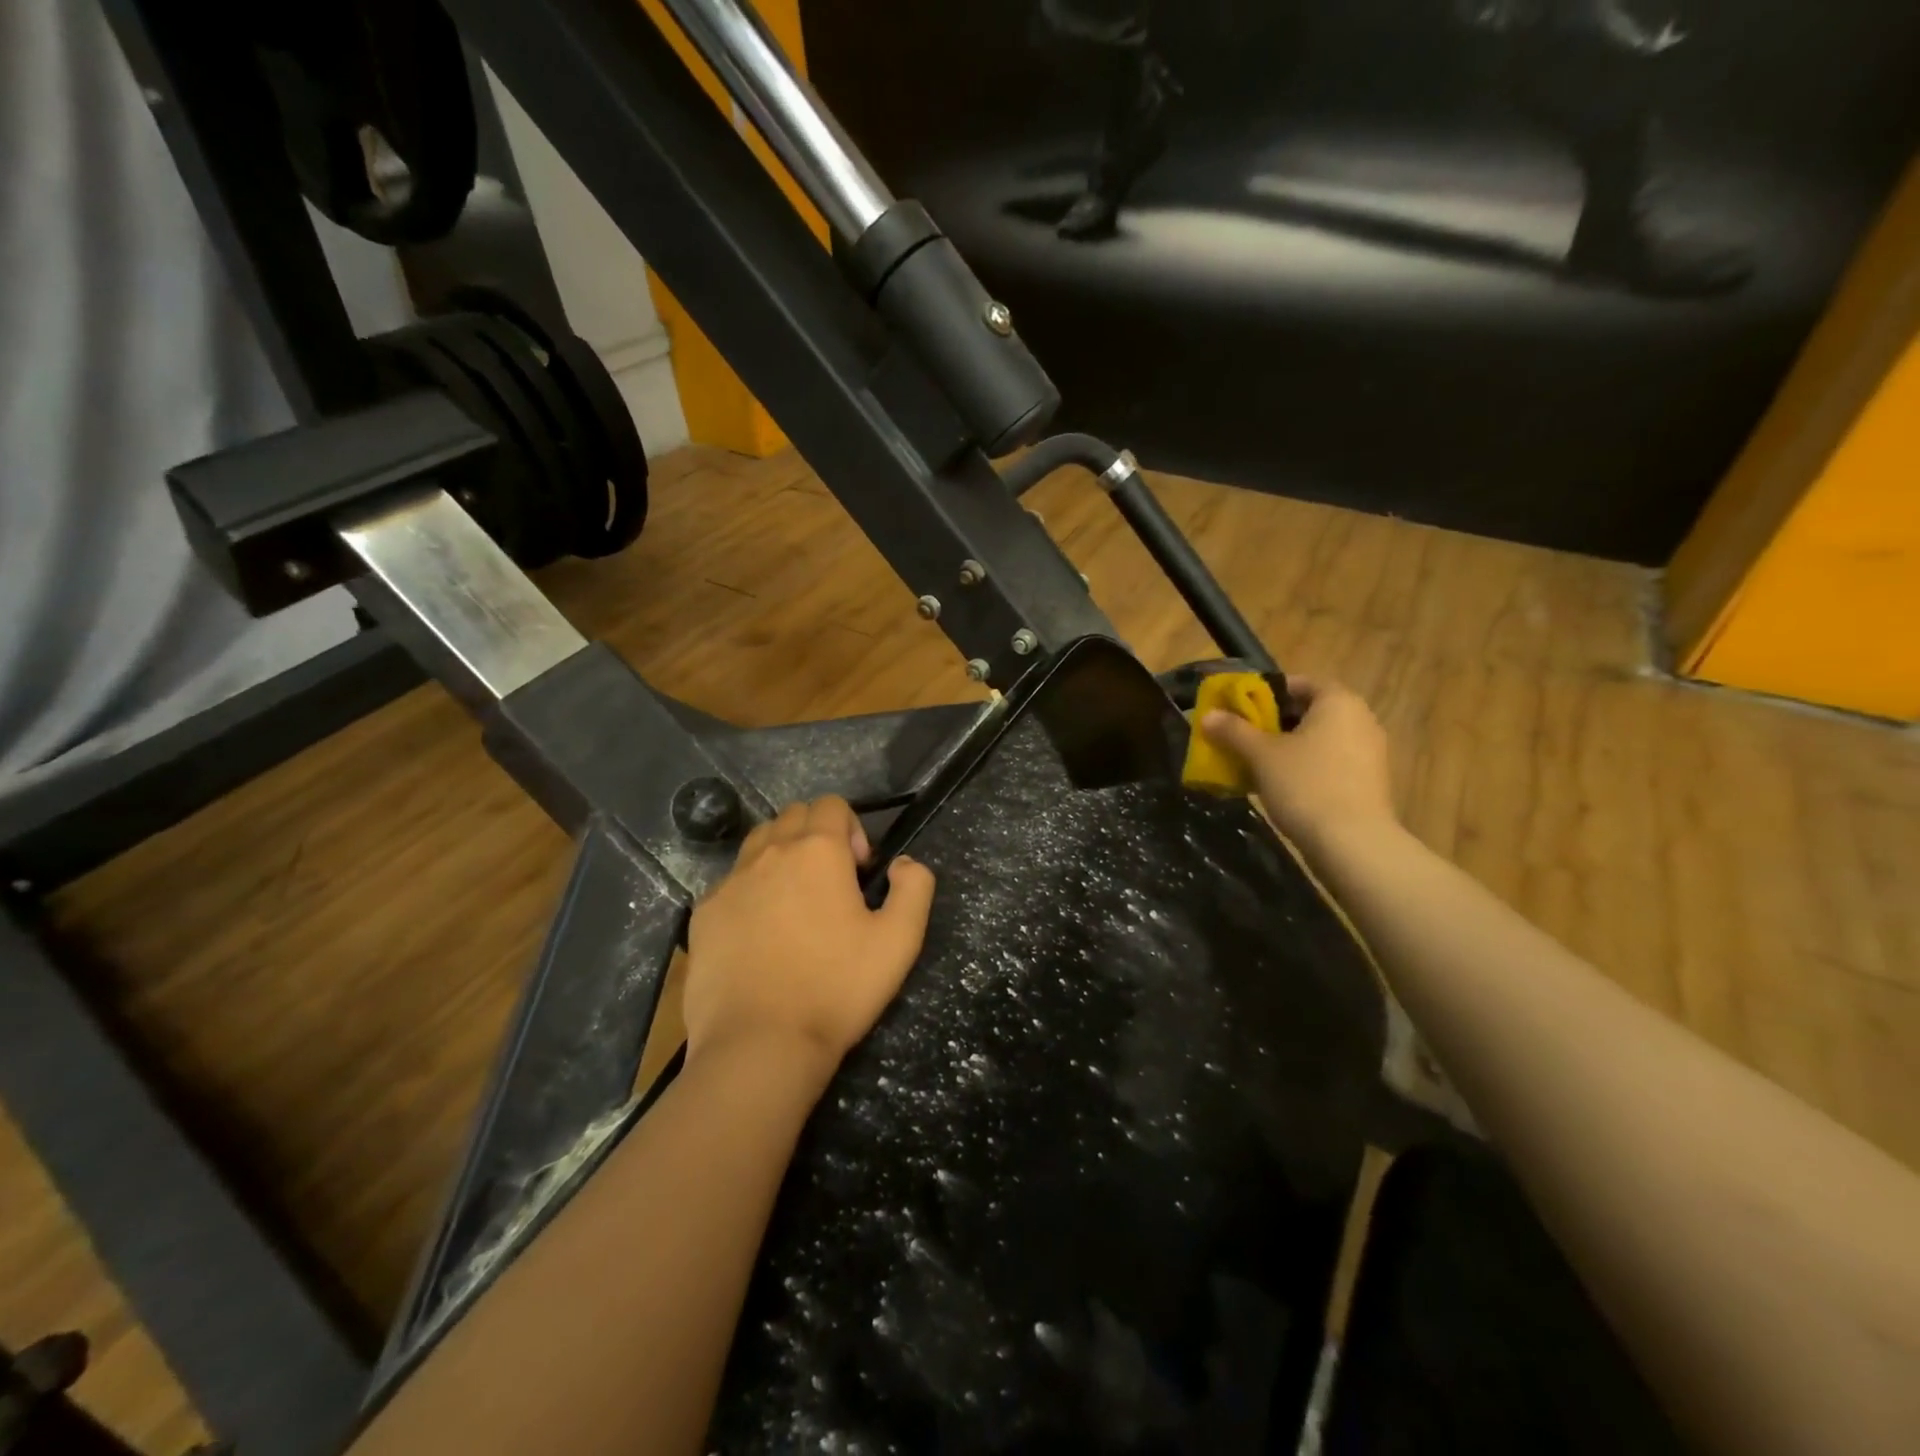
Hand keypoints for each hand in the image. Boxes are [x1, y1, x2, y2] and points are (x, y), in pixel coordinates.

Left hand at [683, 797, 935, 1074]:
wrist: (760, 1044)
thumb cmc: (837, 988)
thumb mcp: (900, 940)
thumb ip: (914, 888)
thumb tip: (905, 863)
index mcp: (817, 851)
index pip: (832, 804)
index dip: (853, 829)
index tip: (859, 873)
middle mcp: (770, 853)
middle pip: (793, 815)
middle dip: (816, 835)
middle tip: (831, 885)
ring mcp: (730, 882)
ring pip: (758, 842)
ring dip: (781, 855)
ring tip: (794, 903)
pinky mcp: (703, 914)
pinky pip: (730, 881)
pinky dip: (750, 890)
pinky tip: (760, 935)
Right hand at [1201, 677, 1397, 859]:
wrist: (1352, 843)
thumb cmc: (1306, 785)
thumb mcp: (1261, 755)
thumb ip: (1233, 730)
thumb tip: (1207, 715)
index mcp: (1338, 701)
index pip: (1300, 683)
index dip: (1268, 692)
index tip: (1242, 708)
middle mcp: (1360, 719)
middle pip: (1310, 711)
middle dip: (1275, 722)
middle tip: (1244, 736)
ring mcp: (1370, 752)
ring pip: (1320, 739)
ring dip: (1290, 747)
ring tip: (1258, 764)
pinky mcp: (1369, 781)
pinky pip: (1331, 762)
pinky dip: (1307, 767)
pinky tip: (1283, 787)